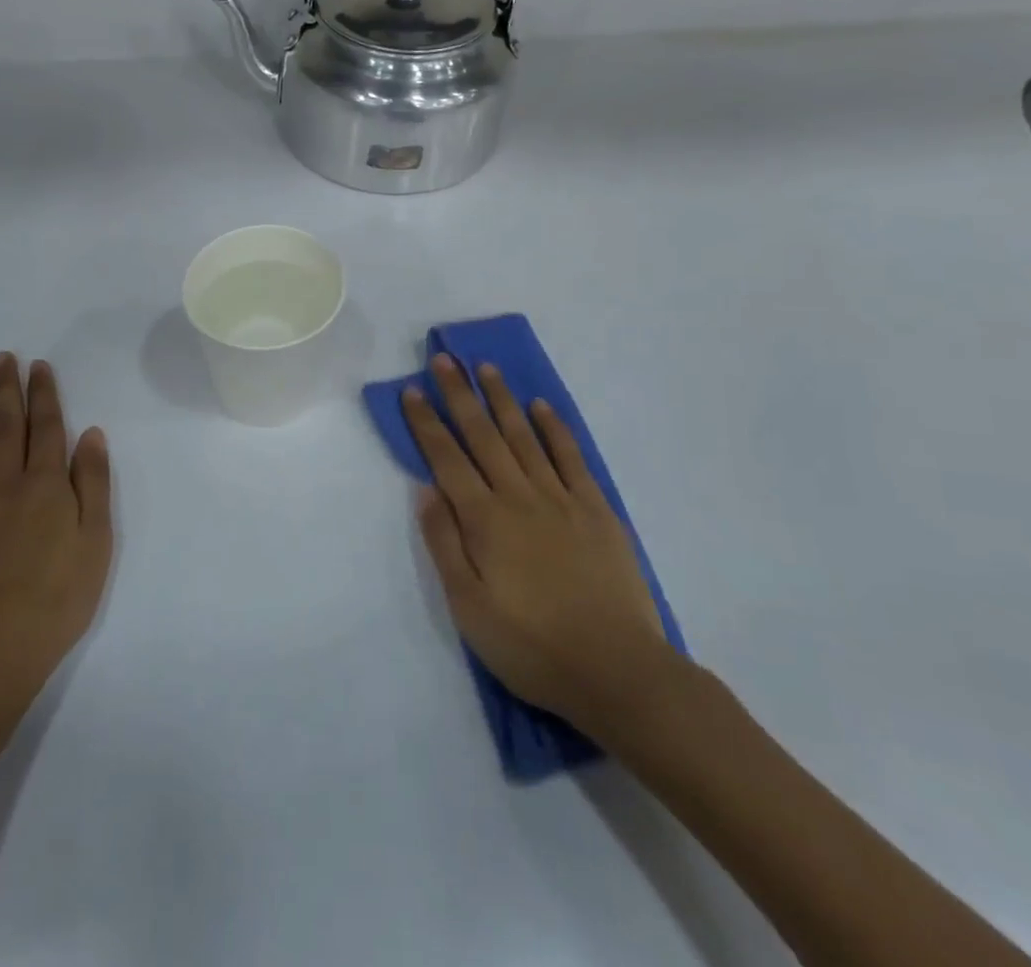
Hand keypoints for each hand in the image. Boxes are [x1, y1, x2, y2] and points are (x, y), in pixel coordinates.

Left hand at [0, 355, 112, 713]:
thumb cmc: (56, 600)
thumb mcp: (96, 543)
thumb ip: (92, 484)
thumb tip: (90, 433)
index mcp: (47, 486)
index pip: (47, 428)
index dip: (44, 394)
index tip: (38, 366)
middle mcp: (6, 484)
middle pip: (8, 426)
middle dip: (7, 389)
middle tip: (3, 357)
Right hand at [403, 355, 677, 743]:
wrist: (618, 671)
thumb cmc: (532, 646)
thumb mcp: (469, 608)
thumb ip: (444, 544)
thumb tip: (425, 490)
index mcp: (484, 520)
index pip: (446, 459)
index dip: (426, 423)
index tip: (412, 391)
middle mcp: (518, 496)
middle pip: (482, 435)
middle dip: (459, 395)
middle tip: (444, 359)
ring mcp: (560, 499)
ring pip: (524, 436)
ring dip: (502, 400)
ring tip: (486, 368)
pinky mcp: (595, 510)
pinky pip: (570, 457)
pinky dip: (554, 428)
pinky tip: (540, 407)